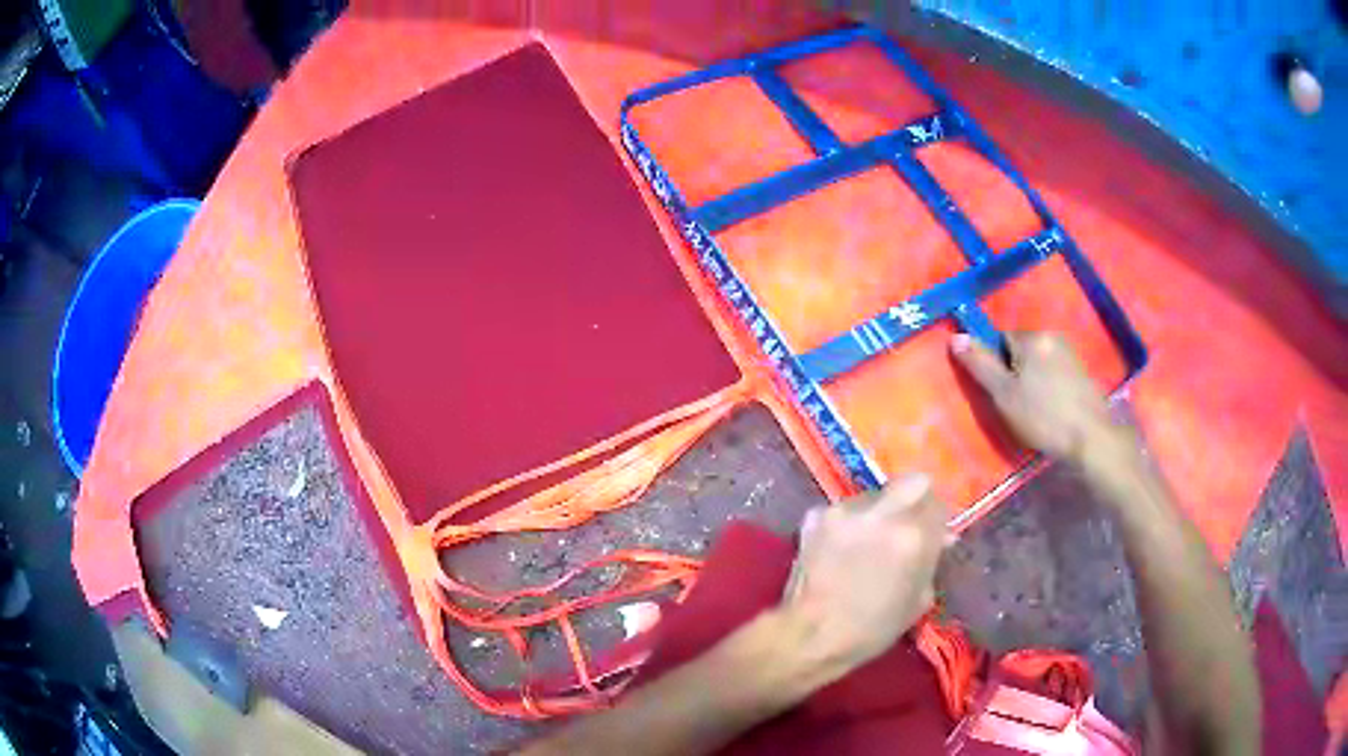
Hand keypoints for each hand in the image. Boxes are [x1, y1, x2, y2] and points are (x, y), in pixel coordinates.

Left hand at [782, 473, 946, 671]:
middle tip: (905, 526)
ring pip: (874, 496)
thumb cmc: (872, 629)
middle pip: (912, 483)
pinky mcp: (815, 515)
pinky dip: (847, 525)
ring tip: (866, 543)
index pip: (937, 503)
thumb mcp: (919, 601)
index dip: (934, 519)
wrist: (811, 636)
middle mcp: (882, 513)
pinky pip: (843, 511)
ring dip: (877, 513)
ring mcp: (846, 510)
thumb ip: (932, 561)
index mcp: (914, 536)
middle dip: (914, 501)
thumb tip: (941, 538)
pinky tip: (839, 549)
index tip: (930, 533)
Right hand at [951, 331, 1120, 463]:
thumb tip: (956, 337)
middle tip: (1016, 405)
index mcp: (1031, 338)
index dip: (995, 366)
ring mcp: (1070, 352)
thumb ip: (980, 365)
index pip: (1000, 339)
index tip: (1000, 393)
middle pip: (1021, 350)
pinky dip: (1050, 387)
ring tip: (1035, 411)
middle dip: (1015, 372)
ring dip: (1033, 380)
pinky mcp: (1082, 371)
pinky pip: (1055, 372)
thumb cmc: (1043, 418)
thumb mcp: (1004, 395)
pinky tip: (1053, 410)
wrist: (1090, 438)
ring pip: (1039, 362)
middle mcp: (1051, 336)